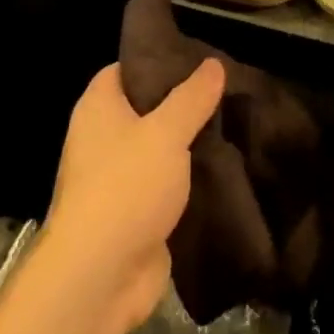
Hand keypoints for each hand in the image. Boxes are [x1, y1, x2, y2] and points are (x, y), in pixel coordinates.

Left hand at [42, 60, 223, 331]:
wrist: (100, 274)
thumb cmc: (126, 187)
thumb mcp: (165, 133)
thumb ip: (191, 98)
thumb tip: (213, 63)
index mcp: (98, 107)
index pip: (125, 68)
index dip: (158, 60)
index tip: (199, 59)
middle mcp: (102, 137)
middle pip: (145, 109)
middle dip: (183, 103)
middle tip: (227, 92)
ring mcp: (117, 178)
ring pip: (159, 149)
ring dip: (190, 144)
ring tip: (235, 126)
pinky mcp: (135, 212)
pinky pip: (166, 185)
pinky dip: (190, 179)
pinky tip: (225, 169)